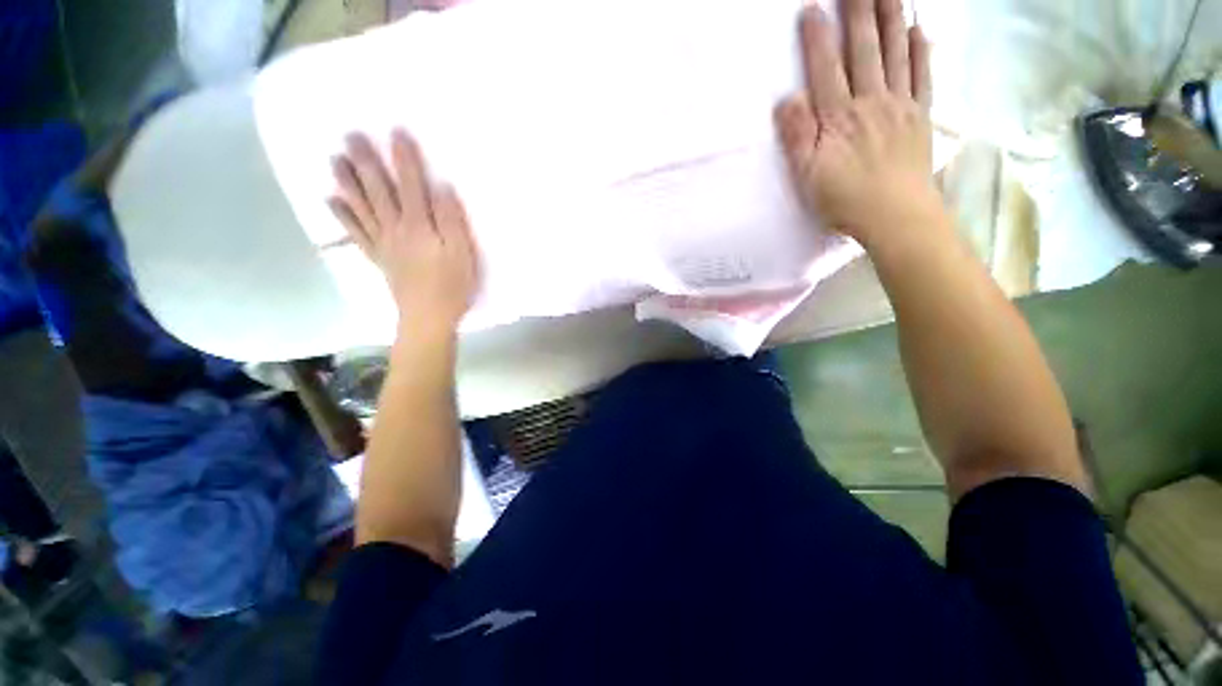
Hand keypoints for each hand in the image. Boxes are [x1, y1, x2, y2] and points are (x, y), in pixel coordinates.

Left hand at [329, 129, 478, 336]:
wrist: (428, 317)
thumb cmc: (452, 286)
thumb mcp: (463, 254)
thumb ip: (452, 221)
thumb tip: (442, 188)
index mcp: (419, 226)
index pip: (411, 185)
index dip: (404, 159)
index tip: (396, 131)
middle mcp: (396, 229)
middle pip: (379, 191)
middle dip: (366, 162)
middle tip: (351, 136)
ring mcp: (383, 243)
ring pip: (361, 207)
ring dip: (347, 182)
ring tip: (335, 159)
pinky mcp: (378, 258)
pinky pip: (355, 233)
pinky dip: (342, 215)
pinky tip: (331, 200)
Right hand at [775, 0, 941, 248]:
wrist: (896, 216)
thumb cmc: (845, 199)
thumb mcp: (808, 175)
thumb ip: (797, 137)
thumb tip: (787, 100)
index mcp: (839, 118)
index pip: (825, 69)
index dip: (817, 38)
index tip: (811, 8)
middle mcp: (871, 102)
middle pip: (864, 49)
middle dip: (859, 11)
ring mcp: (900, 106)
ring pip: (895, 53)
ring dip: (891, 17)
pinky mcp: (920, 117)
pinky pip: (922, 76)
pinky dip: (922, 51)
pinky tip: (920, 29)